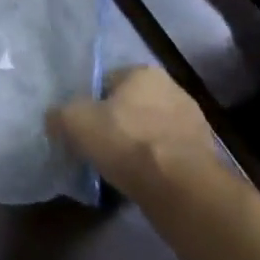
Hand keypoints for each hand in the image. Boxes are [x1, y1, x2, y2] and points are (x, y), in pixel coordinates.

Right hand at [53, 67, 220, 202]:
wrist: (180, 188)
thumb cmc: (126, 142)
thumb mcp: (75, 122)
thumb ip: (59, 114)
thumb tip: (55, 119)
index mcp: (144, 72)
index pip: (107, 81)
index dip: (91, 103)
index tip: (82, 127)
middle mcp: (173, 88)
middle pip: (132, 105)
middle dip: (117, 123)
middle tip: (99, 146)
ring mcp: (193, 122)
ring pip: (151, 130)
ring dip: (138, 144)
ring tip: (120, 168)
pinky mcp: (204, 154)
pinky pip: (168, 154)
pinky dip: (155, 164)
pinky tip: (142, 179)